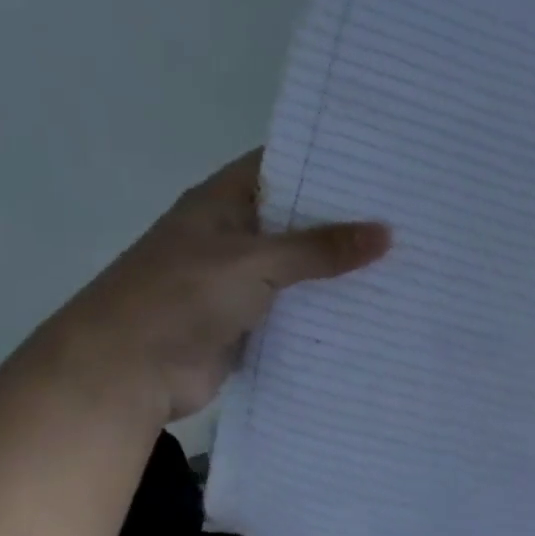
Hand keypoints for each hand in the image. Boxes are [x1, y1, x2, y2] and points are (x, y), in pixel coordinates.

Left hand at [22, 149, 389, 423]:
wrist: (127, 372)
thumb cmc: (182, 296)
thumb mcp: (256, 262)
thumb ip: (320, 249)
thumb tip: (386, 233)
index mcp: (223, 203)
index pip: (281, 166)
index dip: (326, 163)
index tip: (380, 166)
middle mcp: (234, 236)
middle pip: (297, 220)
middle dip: (345, 220)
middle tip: (407, 215)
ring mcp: (240, 283)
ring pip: (301, 269)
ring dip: (339, 270)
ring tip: (404, 260)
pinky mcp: (249, 324)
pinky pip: (296, 310)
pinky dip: (326, 310)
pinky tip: (373, 308)